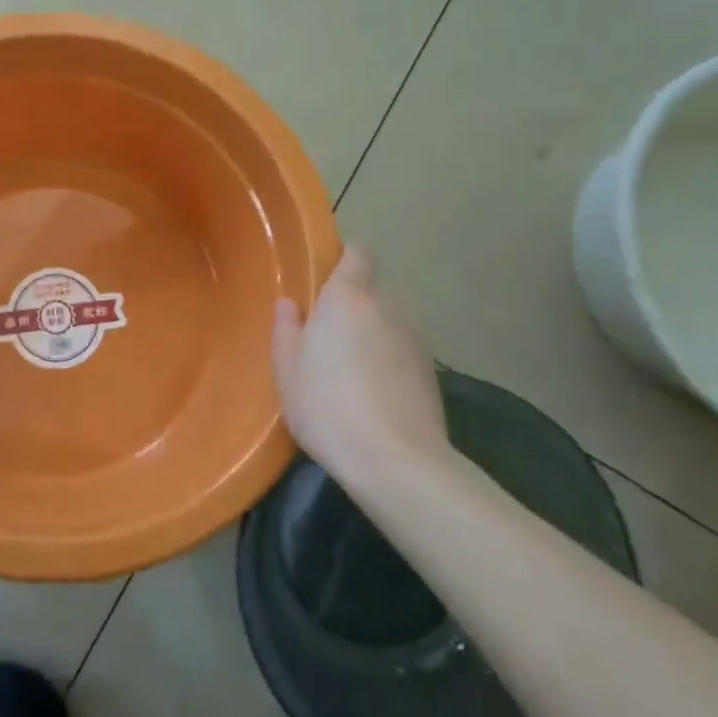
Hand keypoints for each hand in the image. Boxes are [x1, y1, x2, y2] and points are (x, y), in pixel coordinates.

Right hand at [272, 246, 449, 486]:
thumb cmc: (327, 405)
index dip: (342, 260)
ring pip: (386, 326)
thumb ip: (286, 331)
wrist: (396, 462)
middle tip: (323, 338)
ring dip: (369, 338)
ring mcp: (415, 341)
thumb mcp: (287, 371)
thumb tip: (289, 305)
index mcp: (348, 298)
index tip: (322, 280)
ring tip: (347, 375)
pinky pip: (400, 355)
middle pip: (369, 293)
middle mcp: (387, 309)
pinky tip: (371, 399)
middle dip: (349, 308)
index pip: (357, 254)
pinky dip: (387, 366)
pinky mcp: (431, 375)